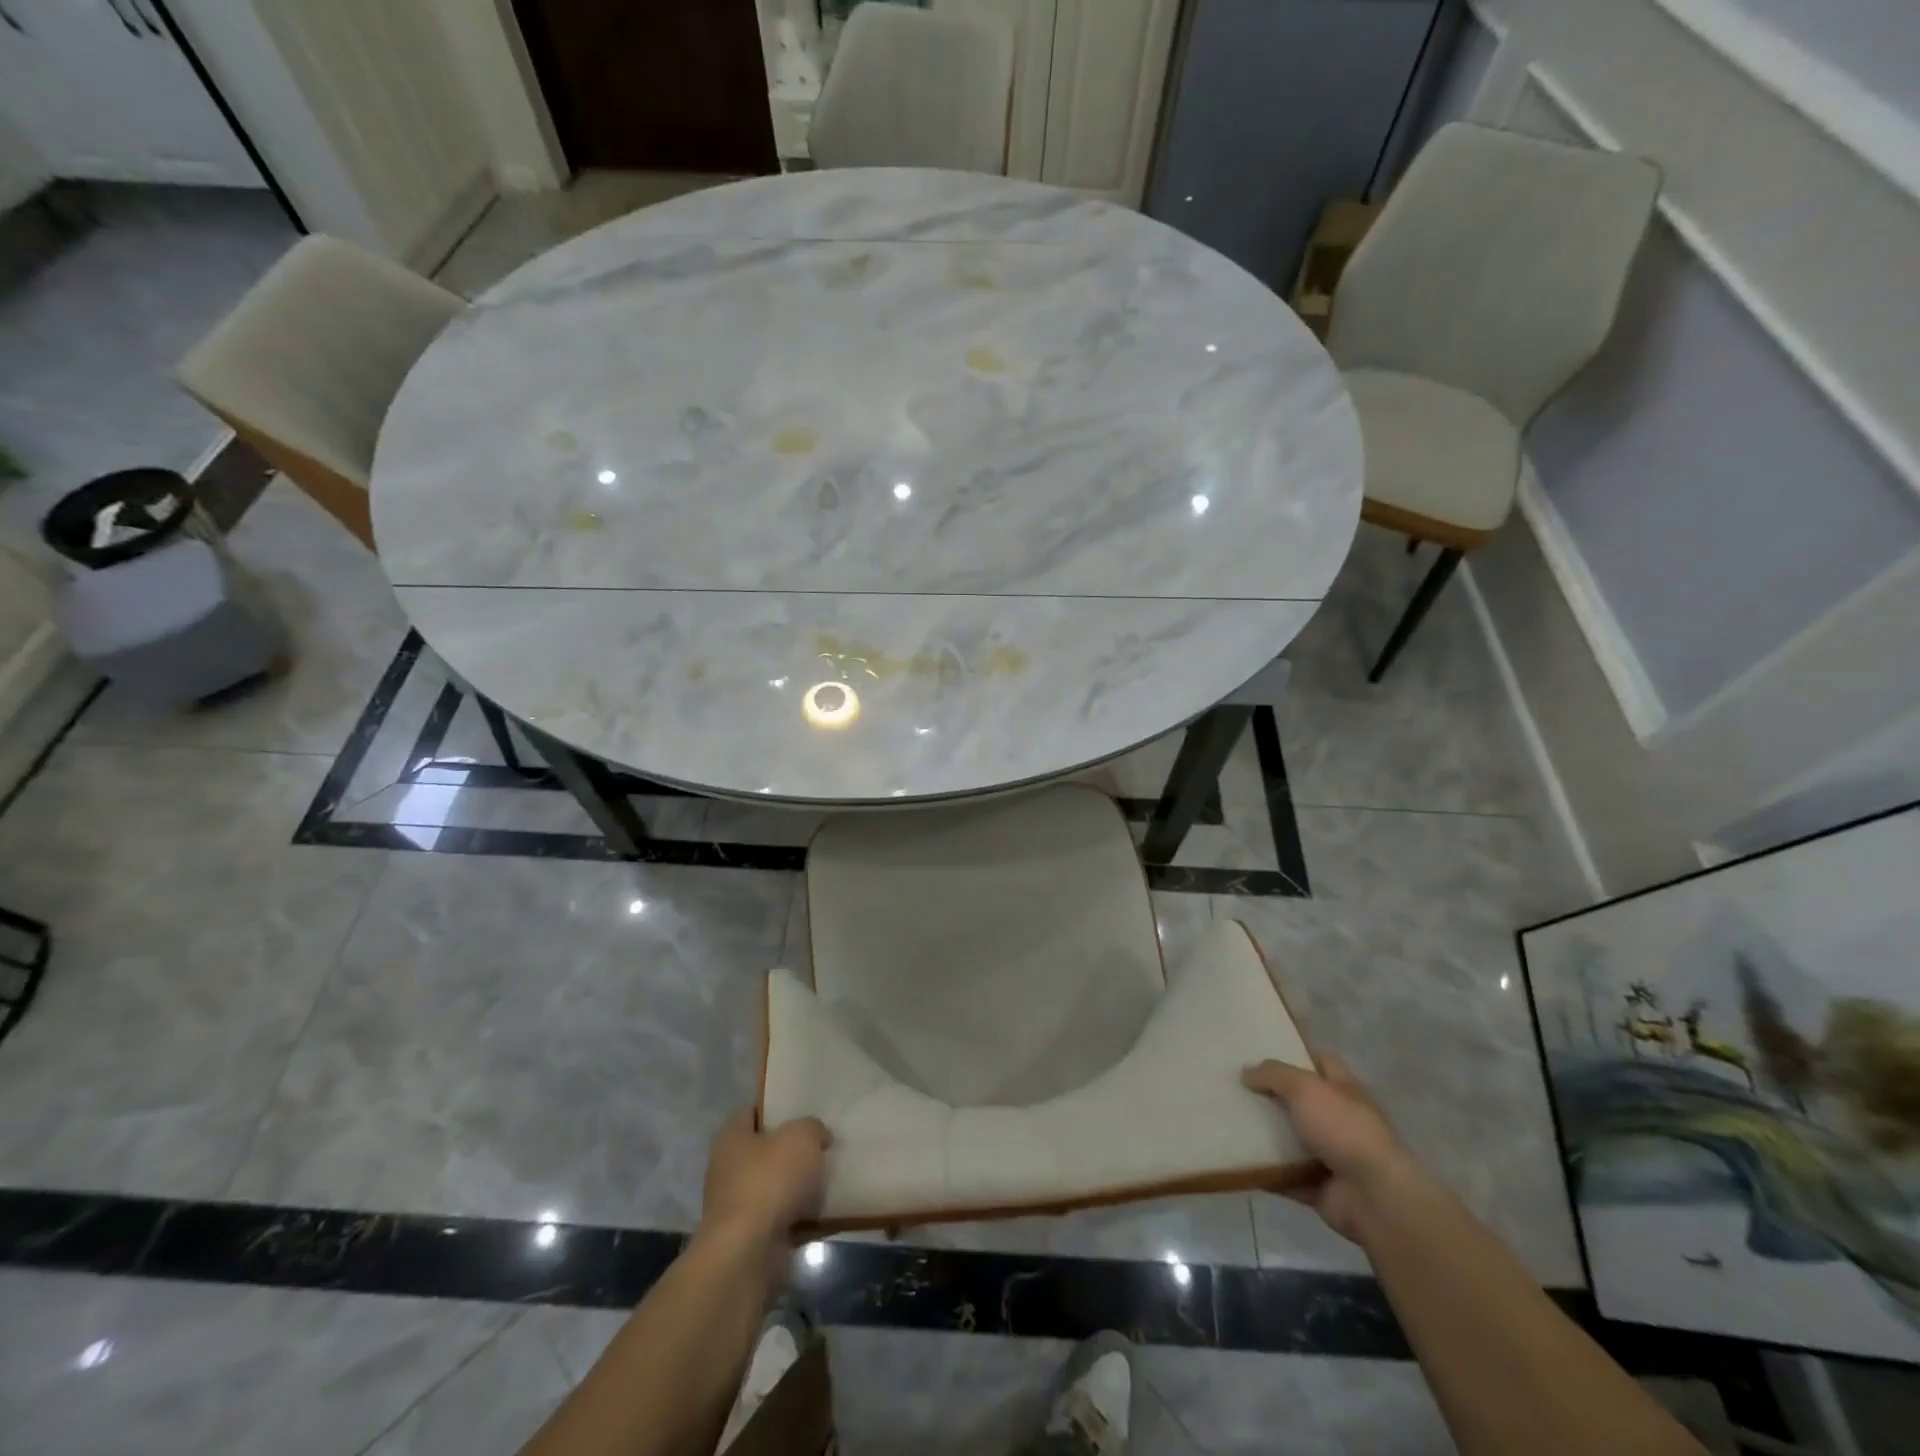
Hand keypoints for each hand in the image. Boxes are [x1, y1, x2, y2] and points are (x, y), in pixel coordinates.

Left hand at [699, 1111, 831, 1282]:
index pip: (752, 1112)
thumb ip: (812, 1128)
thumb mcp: (802, 1137)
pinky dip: (802, 1217)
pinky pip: (783, 1219)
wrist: (748, 1253)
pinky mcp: (751, 1238)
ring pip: (776, 1186)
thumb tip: (817, 1136)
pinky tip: (827, 1211)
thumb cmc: (769, 1181)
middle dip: (792, 1150)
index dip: (777, 1108)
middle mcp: (728, 1169)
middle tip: (823, 1144)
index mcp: (731, 1138)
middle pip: (765, 1151)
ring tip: (830, 1177)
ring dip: (799, 1186)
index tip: (804, 1111)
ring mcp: (738, 1206)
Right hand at [1242, 1053, 1413, 1243]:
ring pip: (1288, 1138)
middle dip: (1270, 1094)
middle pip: (1299, 1100)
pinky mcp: (1318, 1186)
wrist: (1376, 1198)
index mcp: (1344, 1089)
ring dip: (1263, 1133)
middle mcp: (1339, 1119)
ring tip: (1227, 1119)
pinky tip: (1236, 1158)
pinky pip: (1283, 1174)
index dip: (1294, 1052)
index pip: (1320, 1061)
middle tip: (1233, 1084)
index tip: (1260, 1048)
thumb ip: (1274, 1074)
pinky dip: (1264, 1169)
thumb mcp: (1305, 1087)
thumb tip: (1246, 1072)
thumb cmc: (1344, 1129)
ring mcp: (1330, 1155)